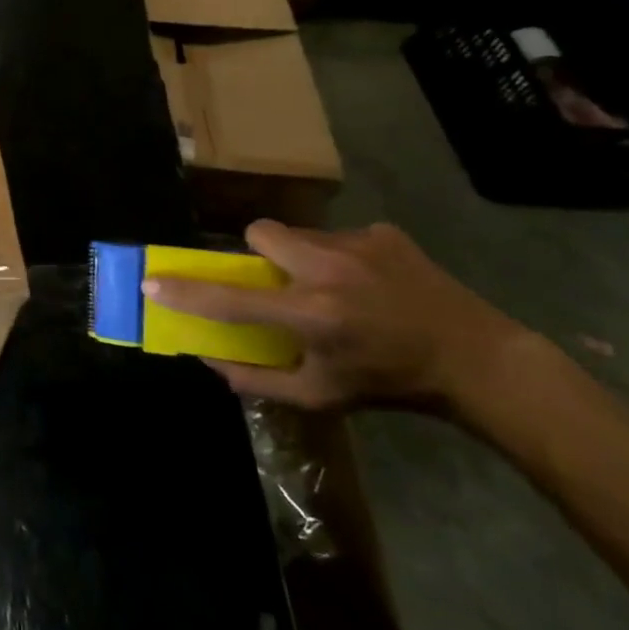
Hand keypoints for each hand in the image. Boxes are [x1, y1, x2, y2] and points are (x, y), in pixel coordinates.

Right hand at [144, 220, 543, 415]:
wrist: (476, 359)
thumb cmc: (388, 384)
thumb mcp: (320, 397)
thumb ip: (257, 381)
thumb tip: (207, 358)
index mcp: (311, 316)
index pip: (231, 300)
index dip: (185, 292)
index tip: (152, 282)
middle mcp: (328, 271)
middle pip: (260, 232)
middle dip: (257, 252)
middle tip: (276, 279)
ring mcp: (358, 245)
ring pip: (298, 233)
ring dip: (299, 255)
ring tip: (330, 284)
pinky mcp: (383, 233)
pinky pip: (337, 234)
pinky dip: (338, 255)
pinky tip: (368, 281)